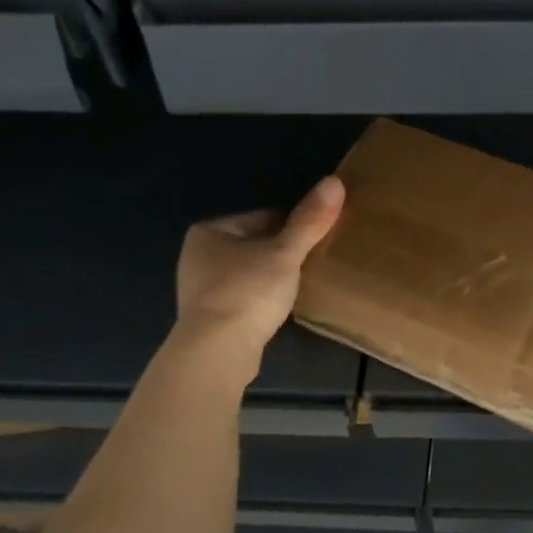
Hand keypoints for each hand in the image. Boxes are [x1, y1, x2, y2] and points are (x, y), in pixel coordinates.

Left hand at [171, 176, 344, 387]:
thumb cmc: (248, 291)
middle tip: (312, 265)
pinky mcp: (208, 318)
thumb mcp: (285, 253)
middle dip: (282, 254)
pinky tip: (278, 310)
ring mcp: (199, 289)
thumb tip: (335, 181)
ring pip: (250, 272)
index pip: (263, 218)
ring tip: (299, 288)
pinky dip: (261, 300)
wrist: (217, 351)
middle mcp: (197, 255)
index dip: (293, 228)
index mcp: (209, 230)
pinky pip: (244, 298)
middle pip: (256, 245)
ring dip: (272, 278)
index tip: (316, 242)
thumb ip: (309, 221)